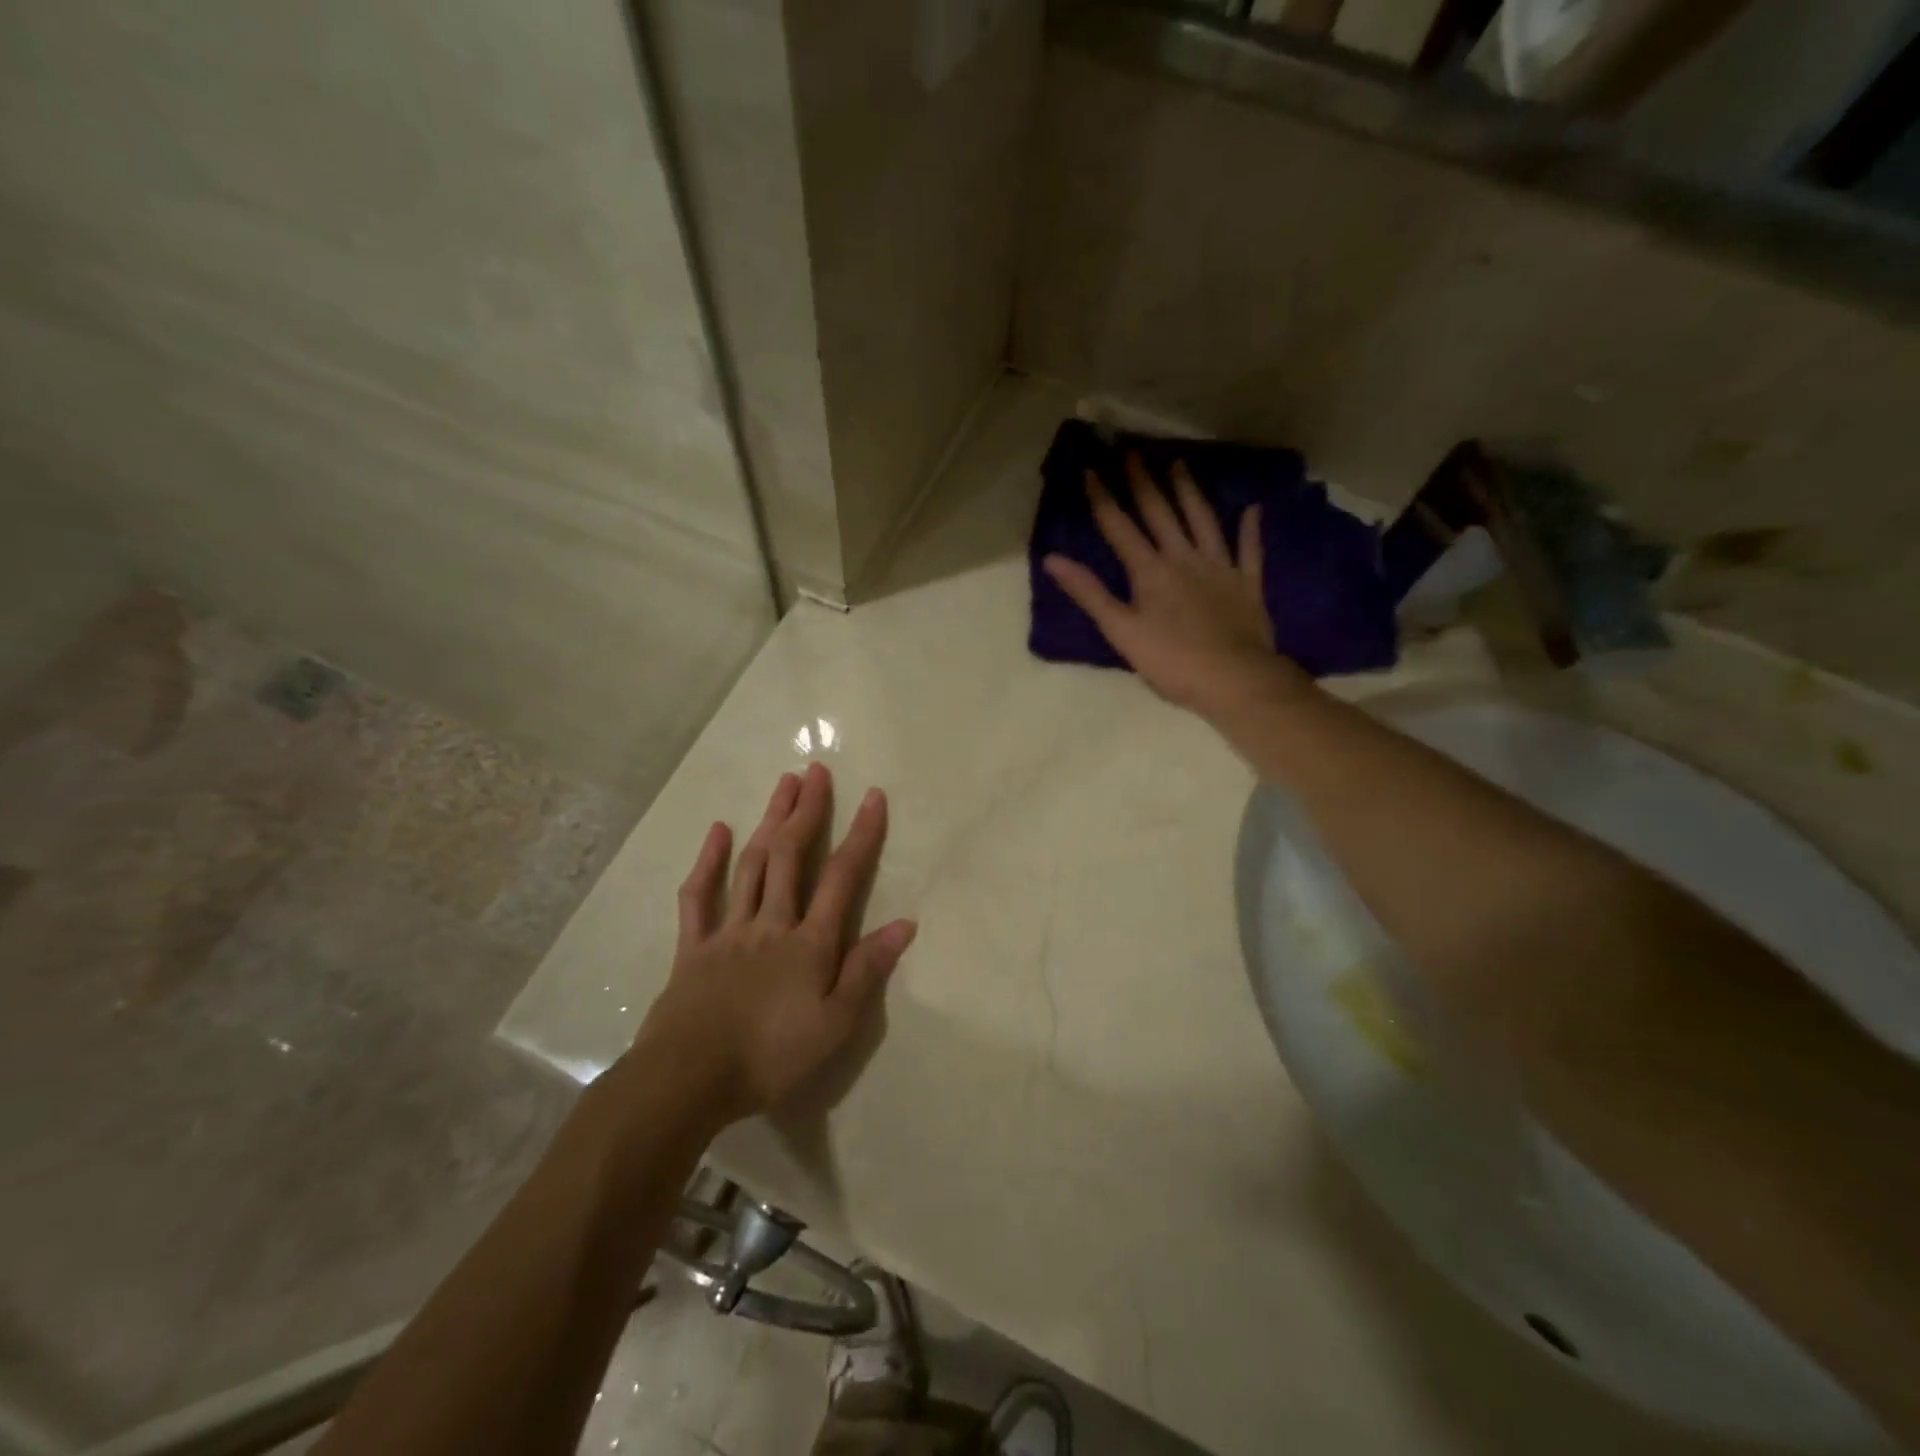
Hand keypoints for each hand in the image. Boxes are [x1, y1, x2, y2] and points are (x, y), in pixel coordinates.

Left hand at [634, 763, 914, 1126]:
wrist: (688, 1079)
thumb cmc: (771, 1056)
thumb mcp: (834, 1024)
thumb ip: (867, 971)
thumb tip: (904, 924)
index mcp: (809, 942)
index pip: (841, 877)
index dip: (861, 835)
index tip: (874, 796)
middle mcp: (771, 923)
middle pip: (790, 855)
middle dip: (807, 810)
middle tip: (816, 771)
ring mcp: (728, 931)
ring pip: (752, 864)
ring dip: (769, 820)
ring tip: (783, 784)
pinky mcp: (692, 947)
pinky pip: (698, 897)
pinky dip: (708, 862)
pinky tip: (719, 830)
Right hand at [1042, 454, 1309, 721]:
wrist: (1233, 679)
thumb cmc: (1171, 661)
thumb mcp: (1121, 631)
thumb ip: (1089, 593)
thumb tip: (1053, 559)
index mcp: (1150, 571)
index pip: (1120, 527)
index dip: (1103, 498)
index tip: (1091, 469)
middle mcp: (1183, 558)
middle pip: (1160, 514)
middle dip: (1143, 482)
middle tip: (1132, 451)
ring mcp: (1219, 567)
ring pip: (1202, 521)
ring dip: (1189, 492)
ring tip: (1179, 464)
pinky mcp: (1247, 583)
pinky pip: (1249, 550)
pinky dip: (1249, 529)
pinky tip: (1251, 509)